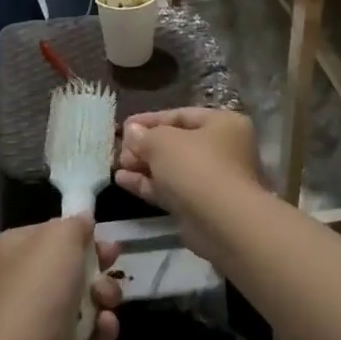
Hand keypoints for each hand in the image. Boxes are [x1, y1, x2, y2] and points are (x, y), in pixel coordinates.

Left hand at [0, 217, 122, 339]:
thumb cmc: (42, 287)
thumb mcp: (61, 237)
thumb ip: (76, 223)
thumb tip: (83, 220)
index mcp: (14, 249)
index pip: (50, 231)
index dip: (77, 232)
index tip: (99, 234)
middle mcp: (23, 280)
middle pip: (70, 263)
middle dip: (98, 262)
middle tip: (113, 260)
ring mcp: (40, 316)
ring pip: (85, 296)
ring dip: (105, 294)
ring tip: (106, 299)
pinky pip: (89, 330)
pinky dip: (101, 328)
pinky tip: (104, 326)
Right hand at [114, 109, 264, 252]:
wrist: (223, 224)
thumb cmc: (197, 168)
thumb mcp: (162, 141)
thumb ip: (144, 135)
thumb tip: (133, 132)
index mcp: (223, 124)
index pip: (181, 115)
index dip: (150, 120)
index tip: (124, 126)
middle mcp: (223, 149)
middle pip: (176, 143)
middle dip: (145, 146)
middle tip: (121, 150)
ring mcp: (213, 180)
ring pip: (172, 168)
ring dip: (144, 166)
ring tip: (117, 166)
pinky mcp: (201, 207)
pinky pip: (171, 189)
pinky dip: (148, 184)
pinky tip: (122, 181)